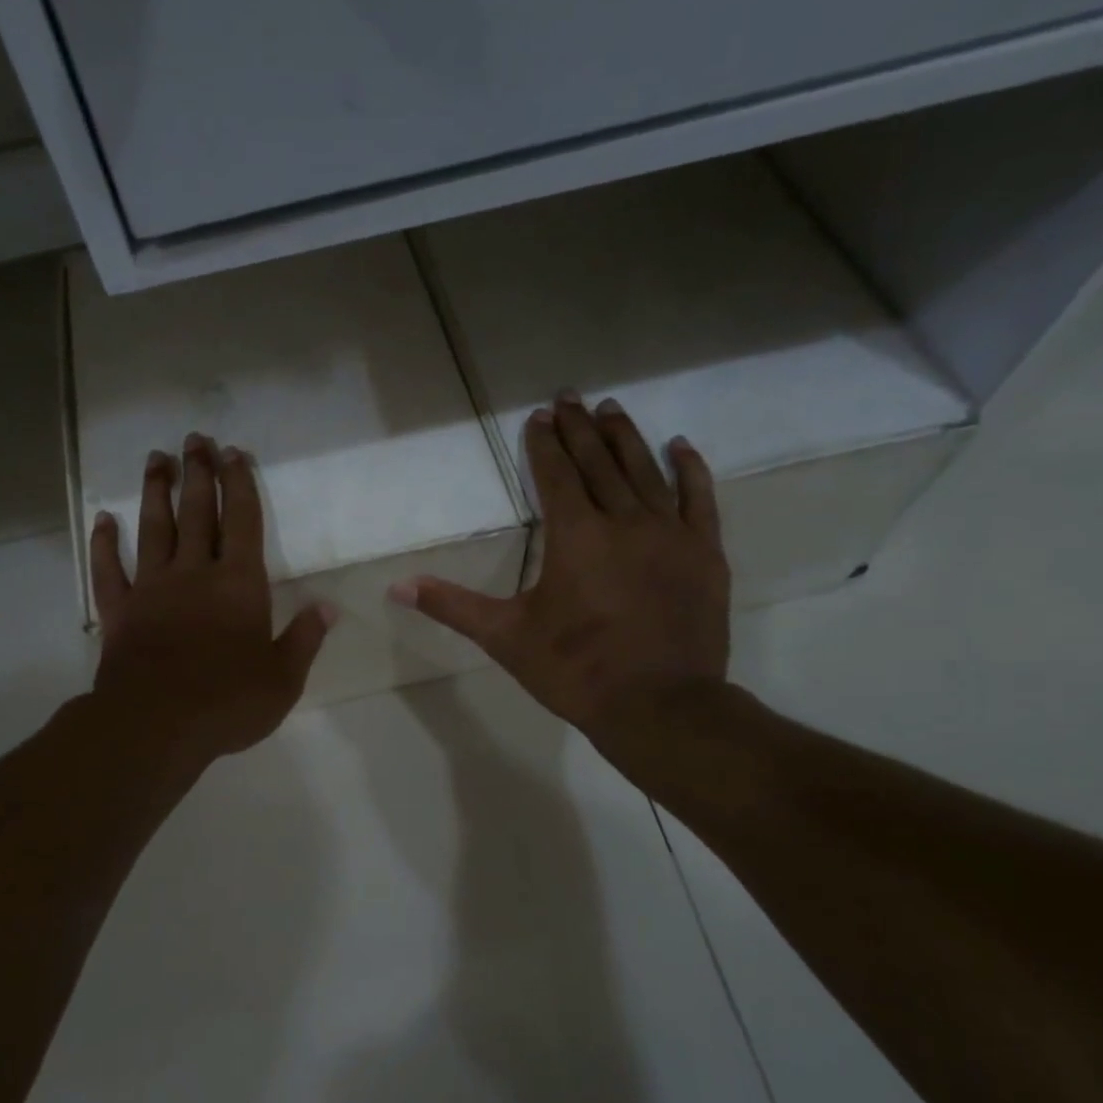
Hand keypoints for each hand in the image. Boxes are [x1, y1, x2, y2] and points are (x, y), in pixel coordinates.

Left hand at [90, 433, 334, 770]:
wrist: (156, 726)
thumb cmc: (228, 703)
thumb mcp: (283, 679)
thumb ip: (305, 639)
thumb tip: (327, 607)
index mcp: (238, 584)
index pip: (243, 522)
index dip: (240, 485)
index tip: (235, 454)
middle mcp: (194, 573)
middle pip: (197, 512)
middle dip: (198, 473)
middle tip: (195, 439)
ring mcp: (151, 589)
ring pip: (153, 528)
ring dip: (155, 491)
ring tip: (156, 459)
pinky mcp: (120, 611)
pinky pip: (108, 569)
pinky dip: (104, 543)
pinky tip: (103, 520)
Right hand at [390, 392, 730, 777]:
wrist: (659, 705)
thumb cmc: (575, 670)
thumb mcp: (506, 637)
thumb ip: (453, 606)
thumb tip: (397, 587)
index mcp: (575, 536)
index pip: (556, 476)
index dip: (545, 445)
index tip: (539, 417)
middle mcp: (624, 521)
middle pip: (599, 462)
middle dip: (580, 428)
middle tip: (569, 396)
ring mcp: (670, 534)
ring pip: (645, 471)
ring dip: (626, 438)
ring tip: (612, 409)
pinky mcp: (704, 553)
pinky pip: (700, 499)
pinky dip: (690, 470)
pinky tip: (680, 446)